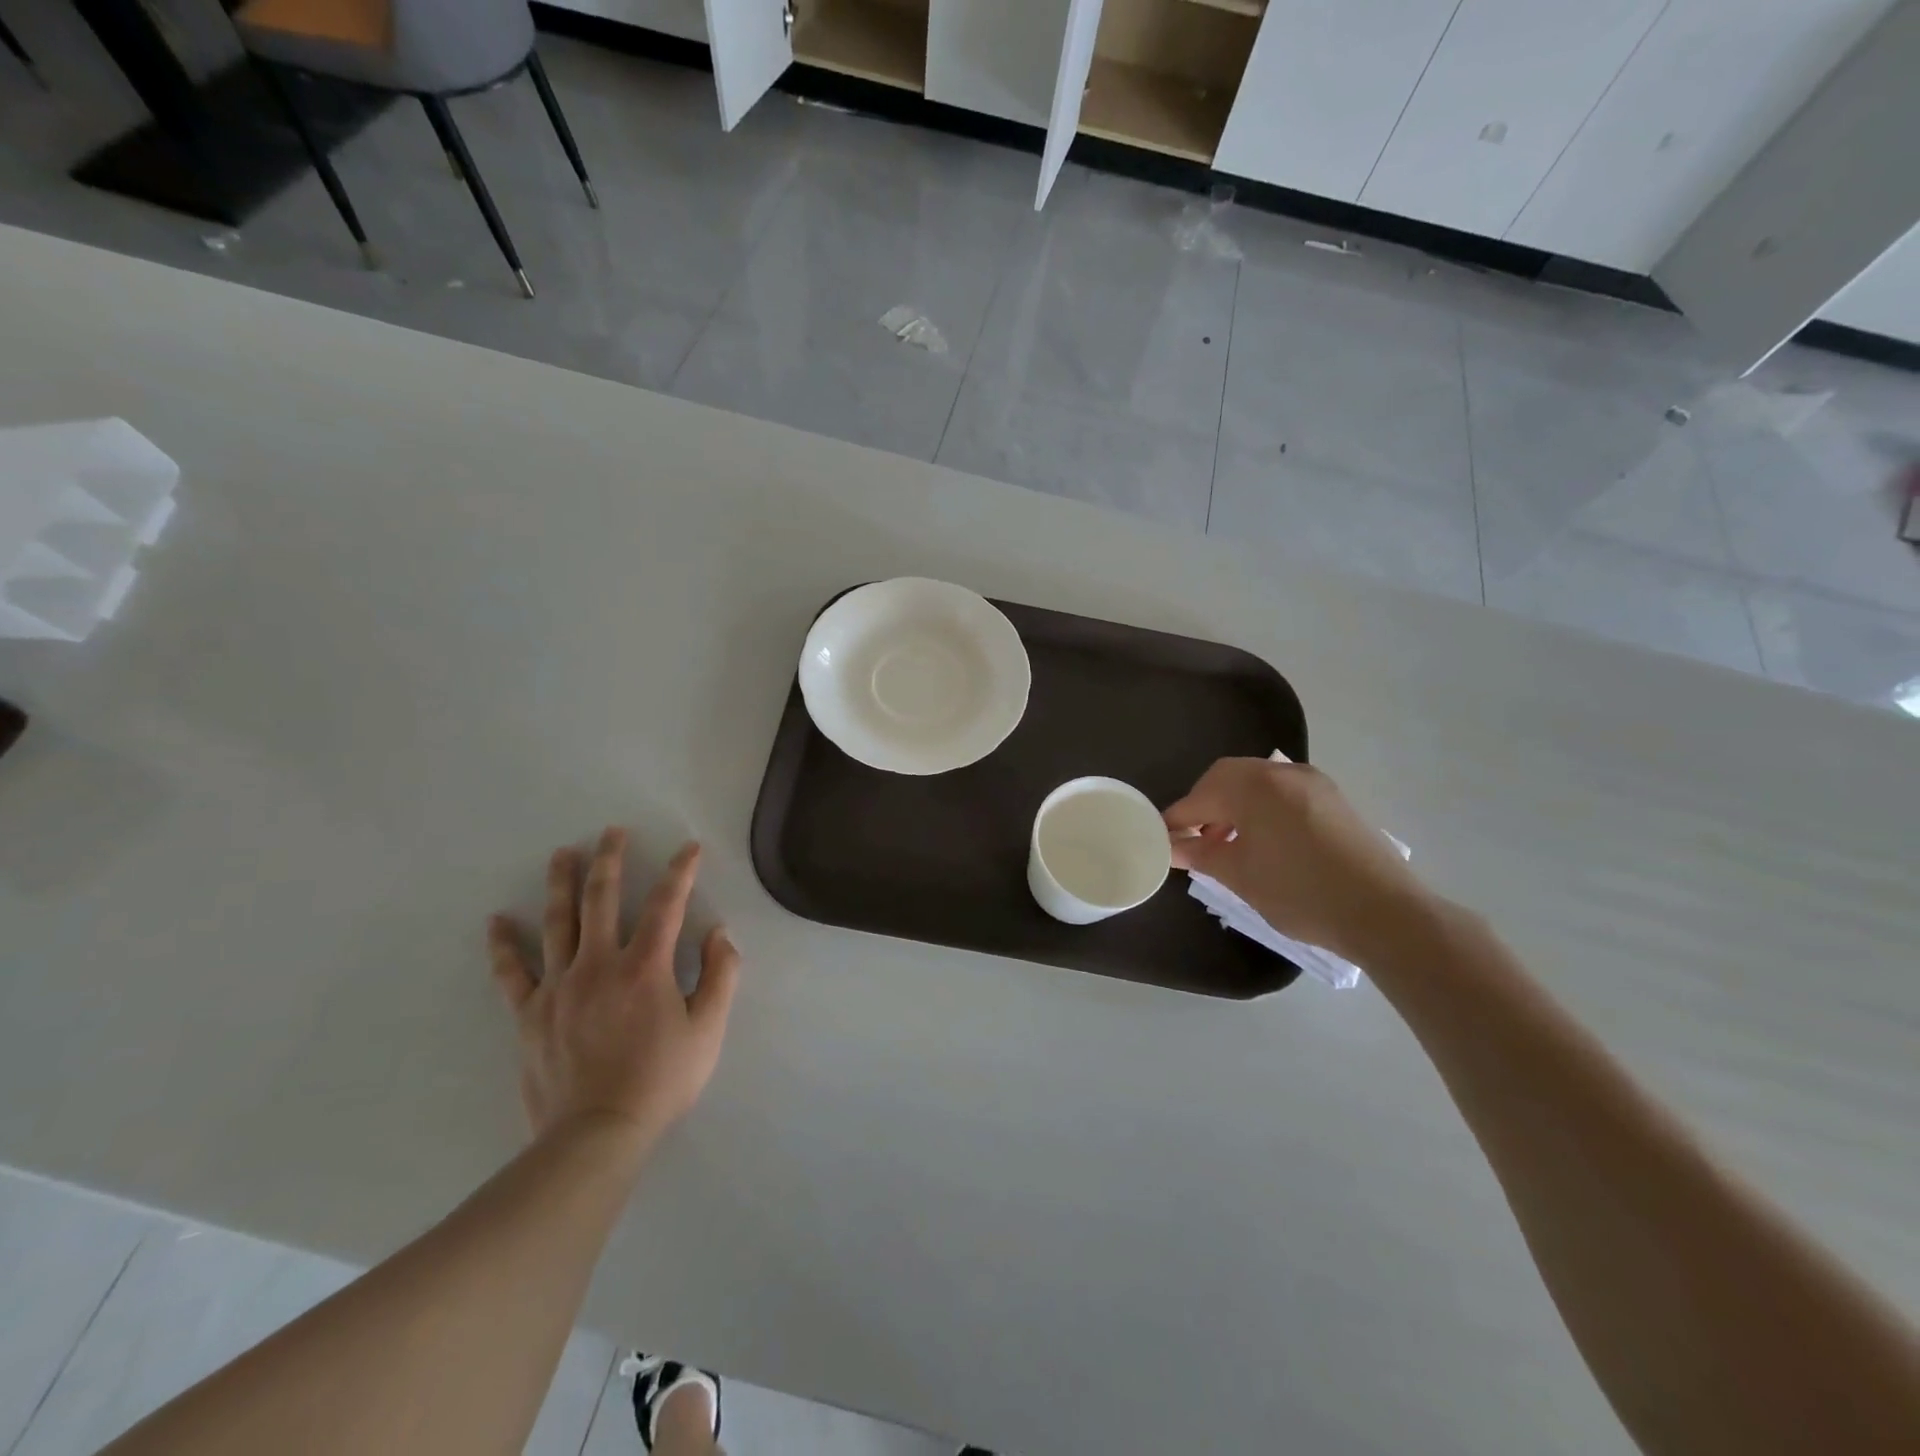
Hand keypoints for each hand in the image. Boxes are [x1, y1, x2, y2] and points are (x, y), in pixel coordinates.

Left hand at [487, 830, 740, 1147]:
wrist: (596, 1135)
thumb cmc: (661, 1080)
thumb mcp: (708, 1030)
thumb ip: (721, 976)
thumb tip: (719, 933)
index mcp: (645, 967)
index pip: (666, 904)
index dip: (680, 872)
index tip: (688, 848)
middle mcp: (598, 965)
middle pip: (602, 899)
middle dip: (610, 860)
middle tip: (612, 831)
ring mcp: (559, 987)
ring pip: (557, 923)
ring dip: (561, 884)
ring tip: (562, 854)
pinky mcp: (531, 1014)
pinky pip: (512, 973)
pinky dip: (504, 945)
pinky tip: (496, 921)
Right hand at [1164, 758, 1430, 964]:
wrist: (1385, 912)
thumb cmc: (1301, 892)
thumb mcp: (1240, 875)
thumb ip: (1200, 853)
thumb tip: (1172, 846)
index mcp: (1254, 786)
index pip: (1199, 797)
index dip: (1176, 820)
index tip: (1162, 841)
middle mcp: (1282, 772)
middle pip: (1227, 777)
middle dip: (1204, 804)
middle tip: (1195, 838)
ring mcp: (1313, 782)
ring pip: (1256, 782)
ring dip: (1234, 805)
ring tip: (1228, 843)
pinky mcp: (1333, 798)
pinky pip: (1283, 792)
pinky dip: (1262, 807)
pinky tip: (1263, 841)